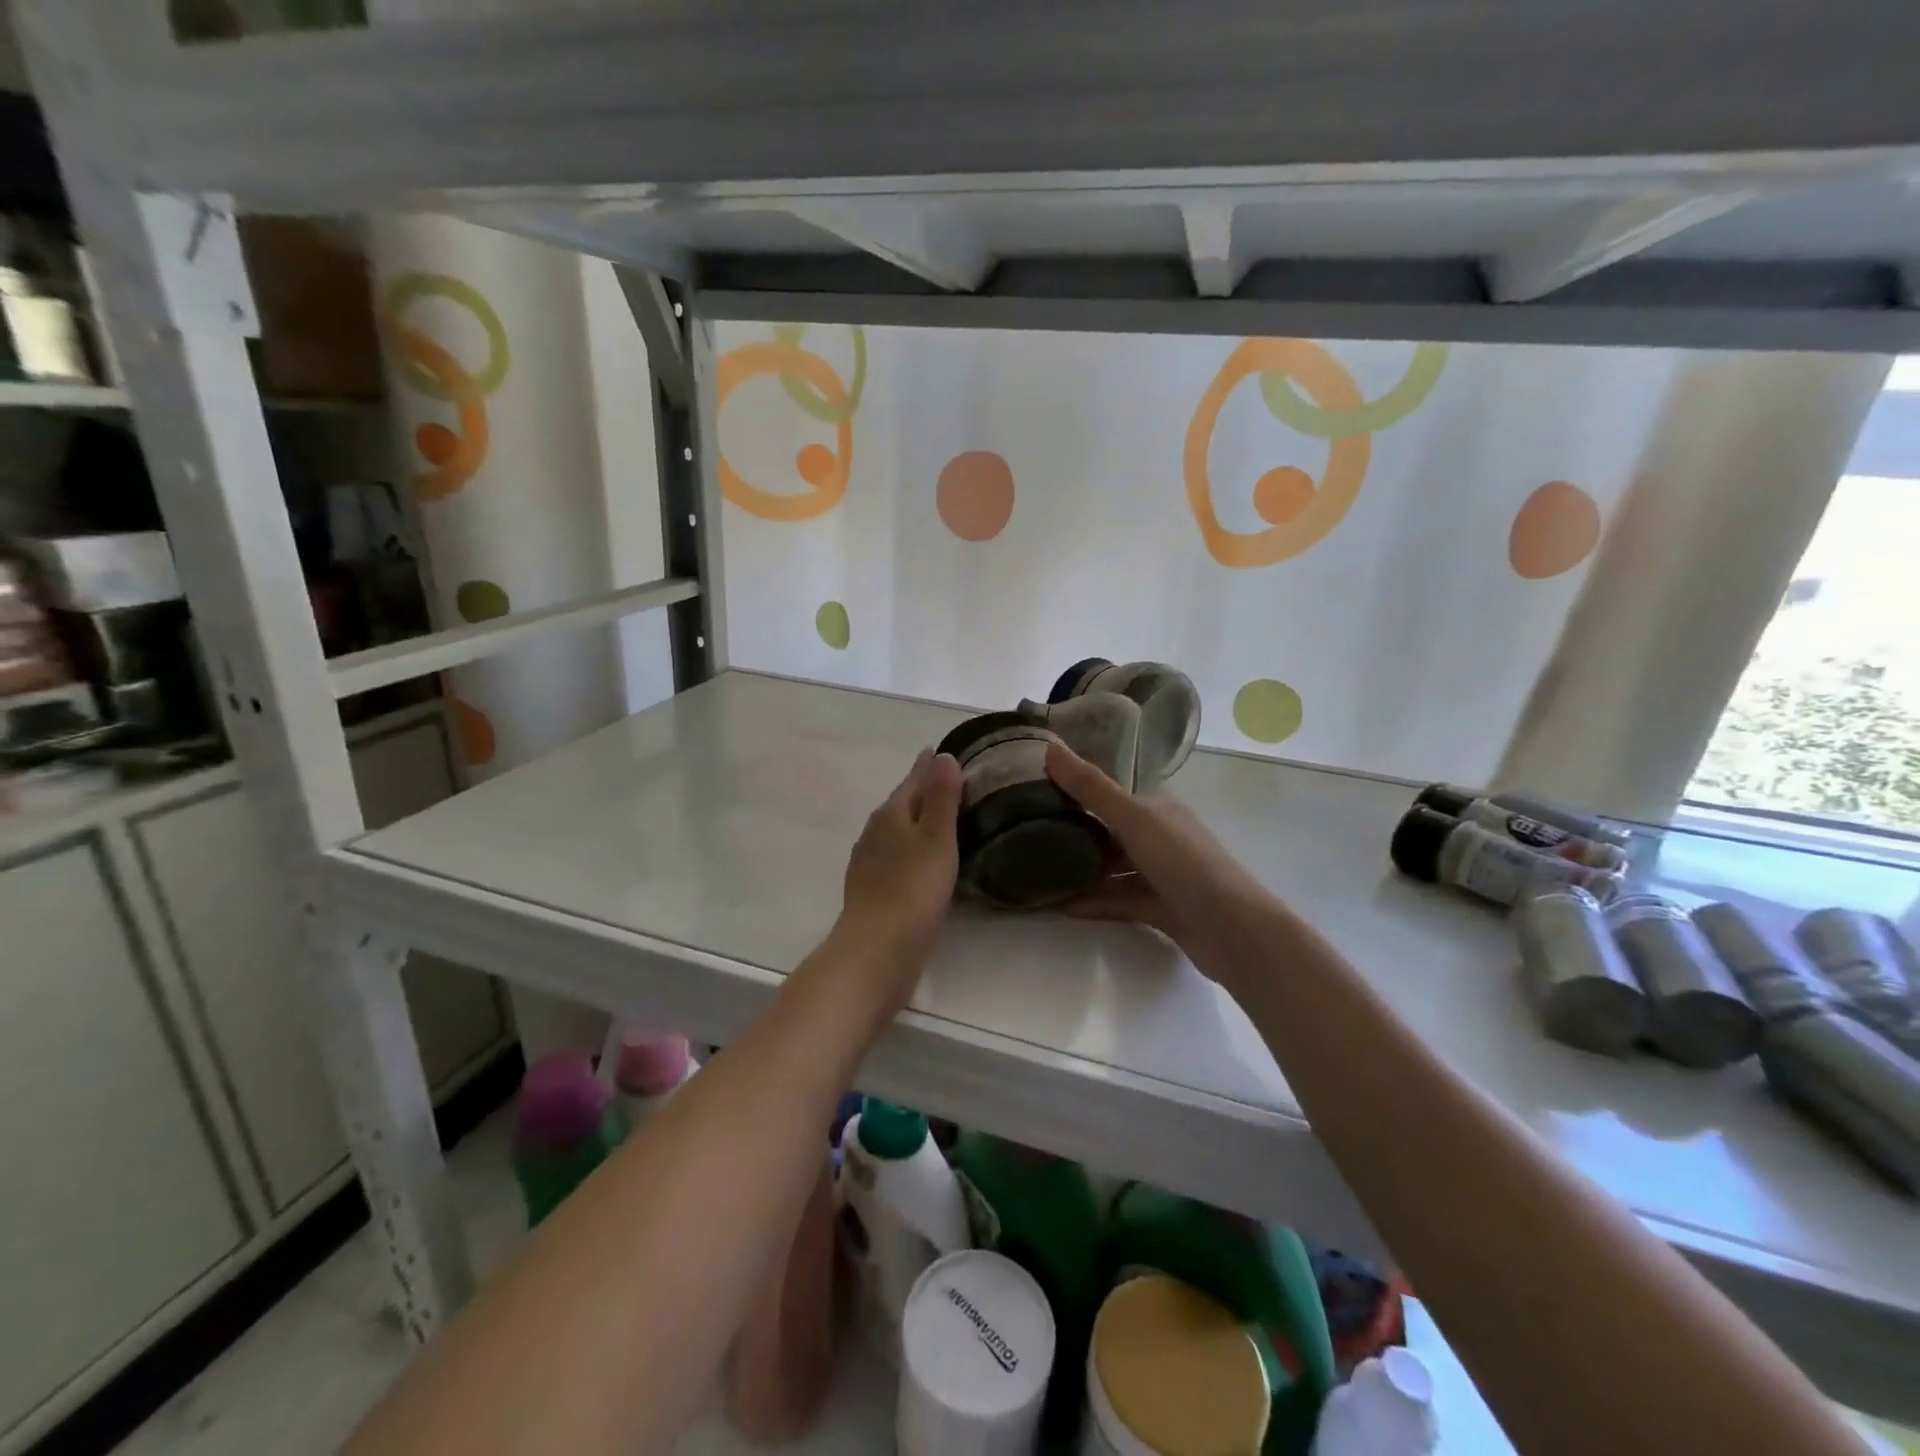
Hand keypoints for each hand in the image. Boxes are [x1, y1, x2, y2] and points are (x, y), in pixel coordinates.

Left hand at [840, 749, 962, 962]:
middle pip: (901, 802)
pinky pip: (892, 855)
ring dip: (913, 820)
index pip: (913, 779)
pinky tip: (916, 860)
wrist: (876, 947)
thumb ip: (941, 797)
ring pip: (895, 829)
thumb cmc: (913, 888)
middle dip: (920, 790)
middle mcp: (875, 831)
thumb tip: (943, 756)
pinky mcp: (869, 887)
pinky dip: (907, 848)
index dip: (927, 766)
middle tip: (945, 782)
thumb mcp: (937, 837)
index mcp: (892, 813)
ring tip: (935, 818)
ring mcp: (868, 860)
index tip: (938, 750)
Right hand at [1045, 740, 1274, 983]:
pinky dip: (1094, 902)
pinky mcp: (1161, 910)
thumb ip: (1091, 788)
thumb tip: (1049, 747)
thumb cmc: (1183, 863)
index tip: (1035, 797)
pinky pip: (1119, 901)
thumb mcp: (1133, 819)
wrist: (1232, 929)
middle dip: (1074, 834)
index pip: (1111, 796)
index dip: (1076, 794)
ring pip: (1114, 869)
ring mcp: (1162, 876)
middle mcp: (1161, 838)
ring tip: (1038, 874)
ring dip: (1082, 871)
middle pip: (1110, 833)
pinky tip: (1061, 906)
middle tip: (1028, 837)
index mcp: (1157, 810)